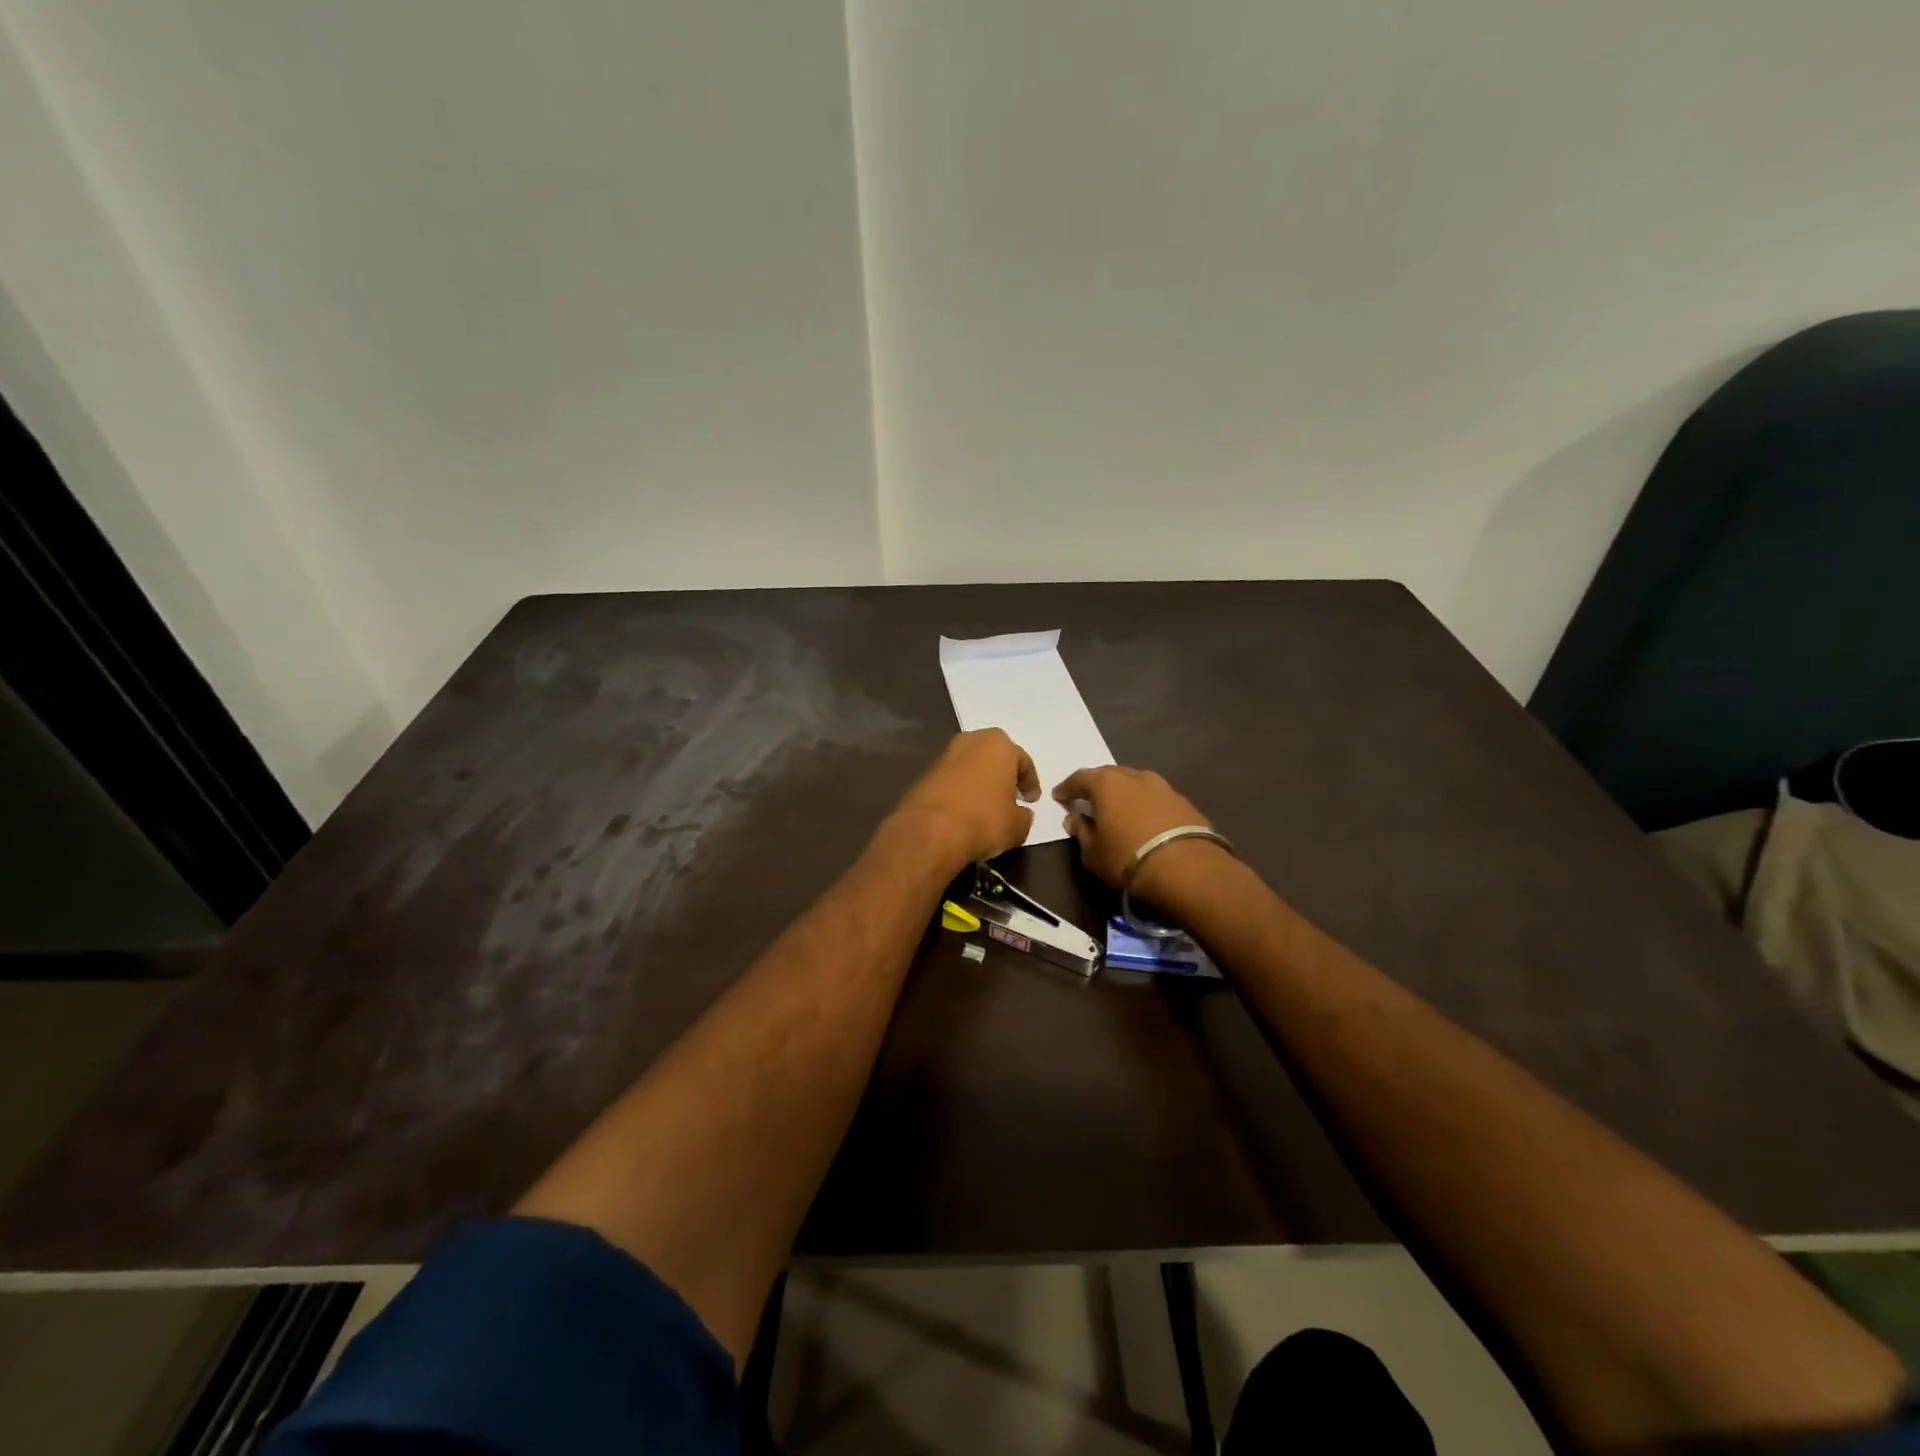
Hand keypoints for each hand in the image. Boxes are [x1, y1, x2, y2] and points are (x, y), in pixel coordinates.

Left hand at [887, 729, 1040, 869]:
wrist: (930, 830)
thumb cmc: (984, 820)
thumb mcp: (1017, 825)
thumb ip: (1024, 816)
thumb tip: (1021, 814)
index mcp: (998, 745)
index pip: (1022, 760)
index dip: (1030, 782)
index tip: (1032, 800)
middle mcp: (970, 741)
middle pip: (994, 756)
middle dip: (1002, 774)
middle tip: (1009, 796)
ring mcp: (944, 756)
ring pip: (970, 767)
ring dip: (979, 782)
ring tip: (986, 806)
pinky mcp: (924, 774)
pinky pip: (952, 780)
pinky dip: (960, 792)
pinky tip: (964, 812)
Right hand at [1053, 765, 1215, 895]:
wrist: (1186, 868)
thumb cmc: (1126, 858)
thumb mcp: (1093, 852)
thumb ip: (1081, 831)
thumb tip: (1074, 819)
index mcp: (1106, 783)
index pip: (1079, 778)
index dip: (1067, 788)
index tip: (1059, 796)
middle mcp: (1134, 776)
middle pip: (1110, 775)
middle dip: (1097, 786)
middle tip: (1089, 799)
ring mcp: (1163, 786)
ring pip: (1136, 783)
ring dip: (1125, 793)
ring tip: (1119, 809)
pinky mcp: (1184, 802)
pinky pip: (1156, 798)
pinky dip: (1146, 805)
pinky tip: (1145, 820)